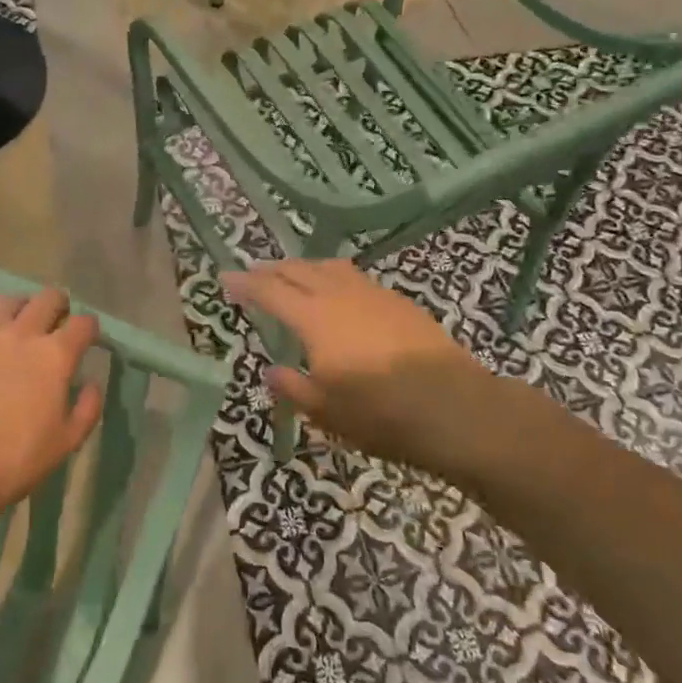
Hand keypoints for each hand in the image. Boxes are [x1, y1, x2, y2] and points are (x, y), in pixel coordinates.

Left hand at [0, 288, 102, 533]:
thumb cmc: (14, 461)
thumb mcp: (66, 443)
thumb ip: (87, 409)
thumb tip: (91, 383)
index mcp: (55, 357)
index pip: (83, 325)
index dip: (89, 327)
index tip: (88, 336)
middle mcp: (22, 334)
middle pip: (47, 299)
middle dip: (59, 304)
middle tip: (57, 318)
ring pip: (9, 300)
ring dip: (22, 305)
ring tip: (19, 317)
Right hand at [223, 259, 499, 471]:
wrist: (456, 408)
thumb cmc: (382, 414)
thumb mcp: (327, 412)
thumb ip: (294, 388)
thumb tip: (272, 371)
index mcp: (315, 319)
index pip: (270, 291)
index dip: (245, 284)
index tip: (225, 278)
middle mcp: (340, 295)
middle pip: (298, 270)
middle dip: (272, 270)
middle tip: (254, 274)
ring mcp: (374, 294)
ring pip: (329, 267)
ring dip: (304, 267)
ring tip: (293, 274)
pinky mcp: (400, 302)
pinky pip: (355, 277)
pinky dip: (334, 276)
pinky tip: (339, 292)